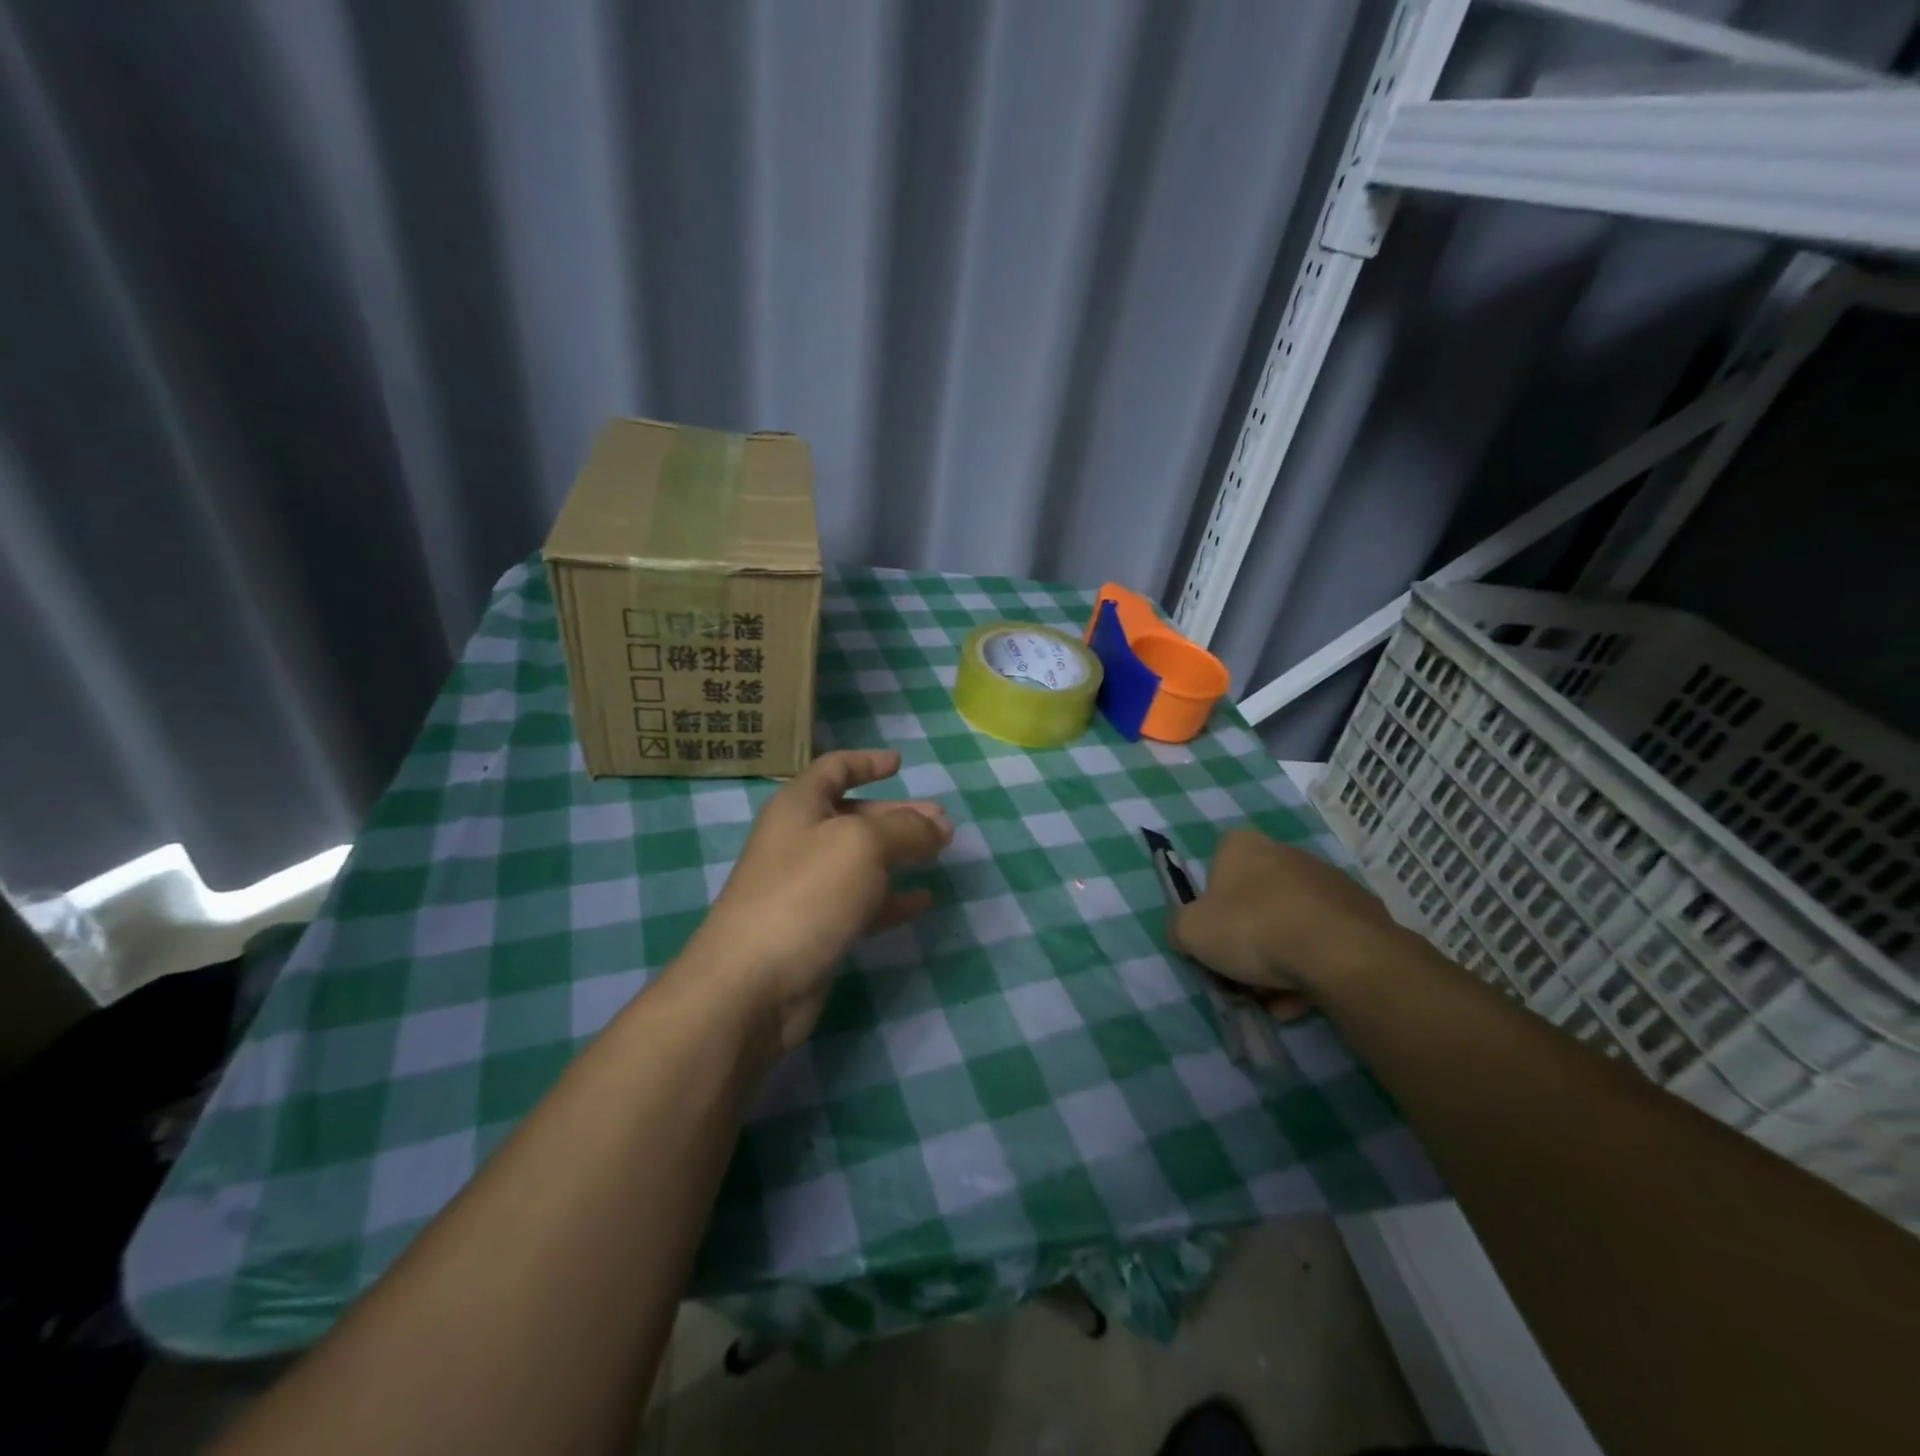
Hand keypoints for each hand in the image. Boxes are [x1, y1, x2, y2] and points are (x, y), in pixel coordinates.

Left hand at [683, 749, 952, 1051]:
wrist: (753, 984)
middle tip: (941, 821)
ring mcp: (806, 888)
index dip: (866, 762)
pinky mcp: (817, 929)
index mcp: (799, 807)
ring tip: (940, 852)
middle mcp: (799, 841)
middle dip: (897, 813)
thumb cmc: (805, 893)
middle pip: (853, 815)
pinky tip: (921, 900)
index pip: (834, 769)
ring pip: (861, 860)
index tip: (900, 763)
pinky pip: (862, 903)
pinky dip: (892, 898)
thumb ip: (905, 829)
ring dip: (900, 853)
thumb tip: (938, 825)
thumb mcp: (862, 845)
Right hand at [1169, 828, 1396, 1018]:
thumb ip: (1179, 928)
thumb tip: (1186, 933)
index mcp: (1243, 846)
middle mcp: (1286, 853)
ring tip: (1276, 1000)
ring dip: (1281, 960)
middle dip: (1249, 939)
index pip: (1217, 867)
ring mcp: (1329, 881)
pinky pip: (1325, 942)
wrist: (1338, 952)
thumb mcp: (1190, 932)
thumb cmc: (1252, 929)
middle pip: (1256, 900)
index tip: (1214, 936)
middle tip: (1242, 976)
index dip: (1212, 905)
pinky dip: (1312, 968)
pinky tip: (1303, 999)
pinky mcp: (1362, 912)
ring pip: (1292, 924)